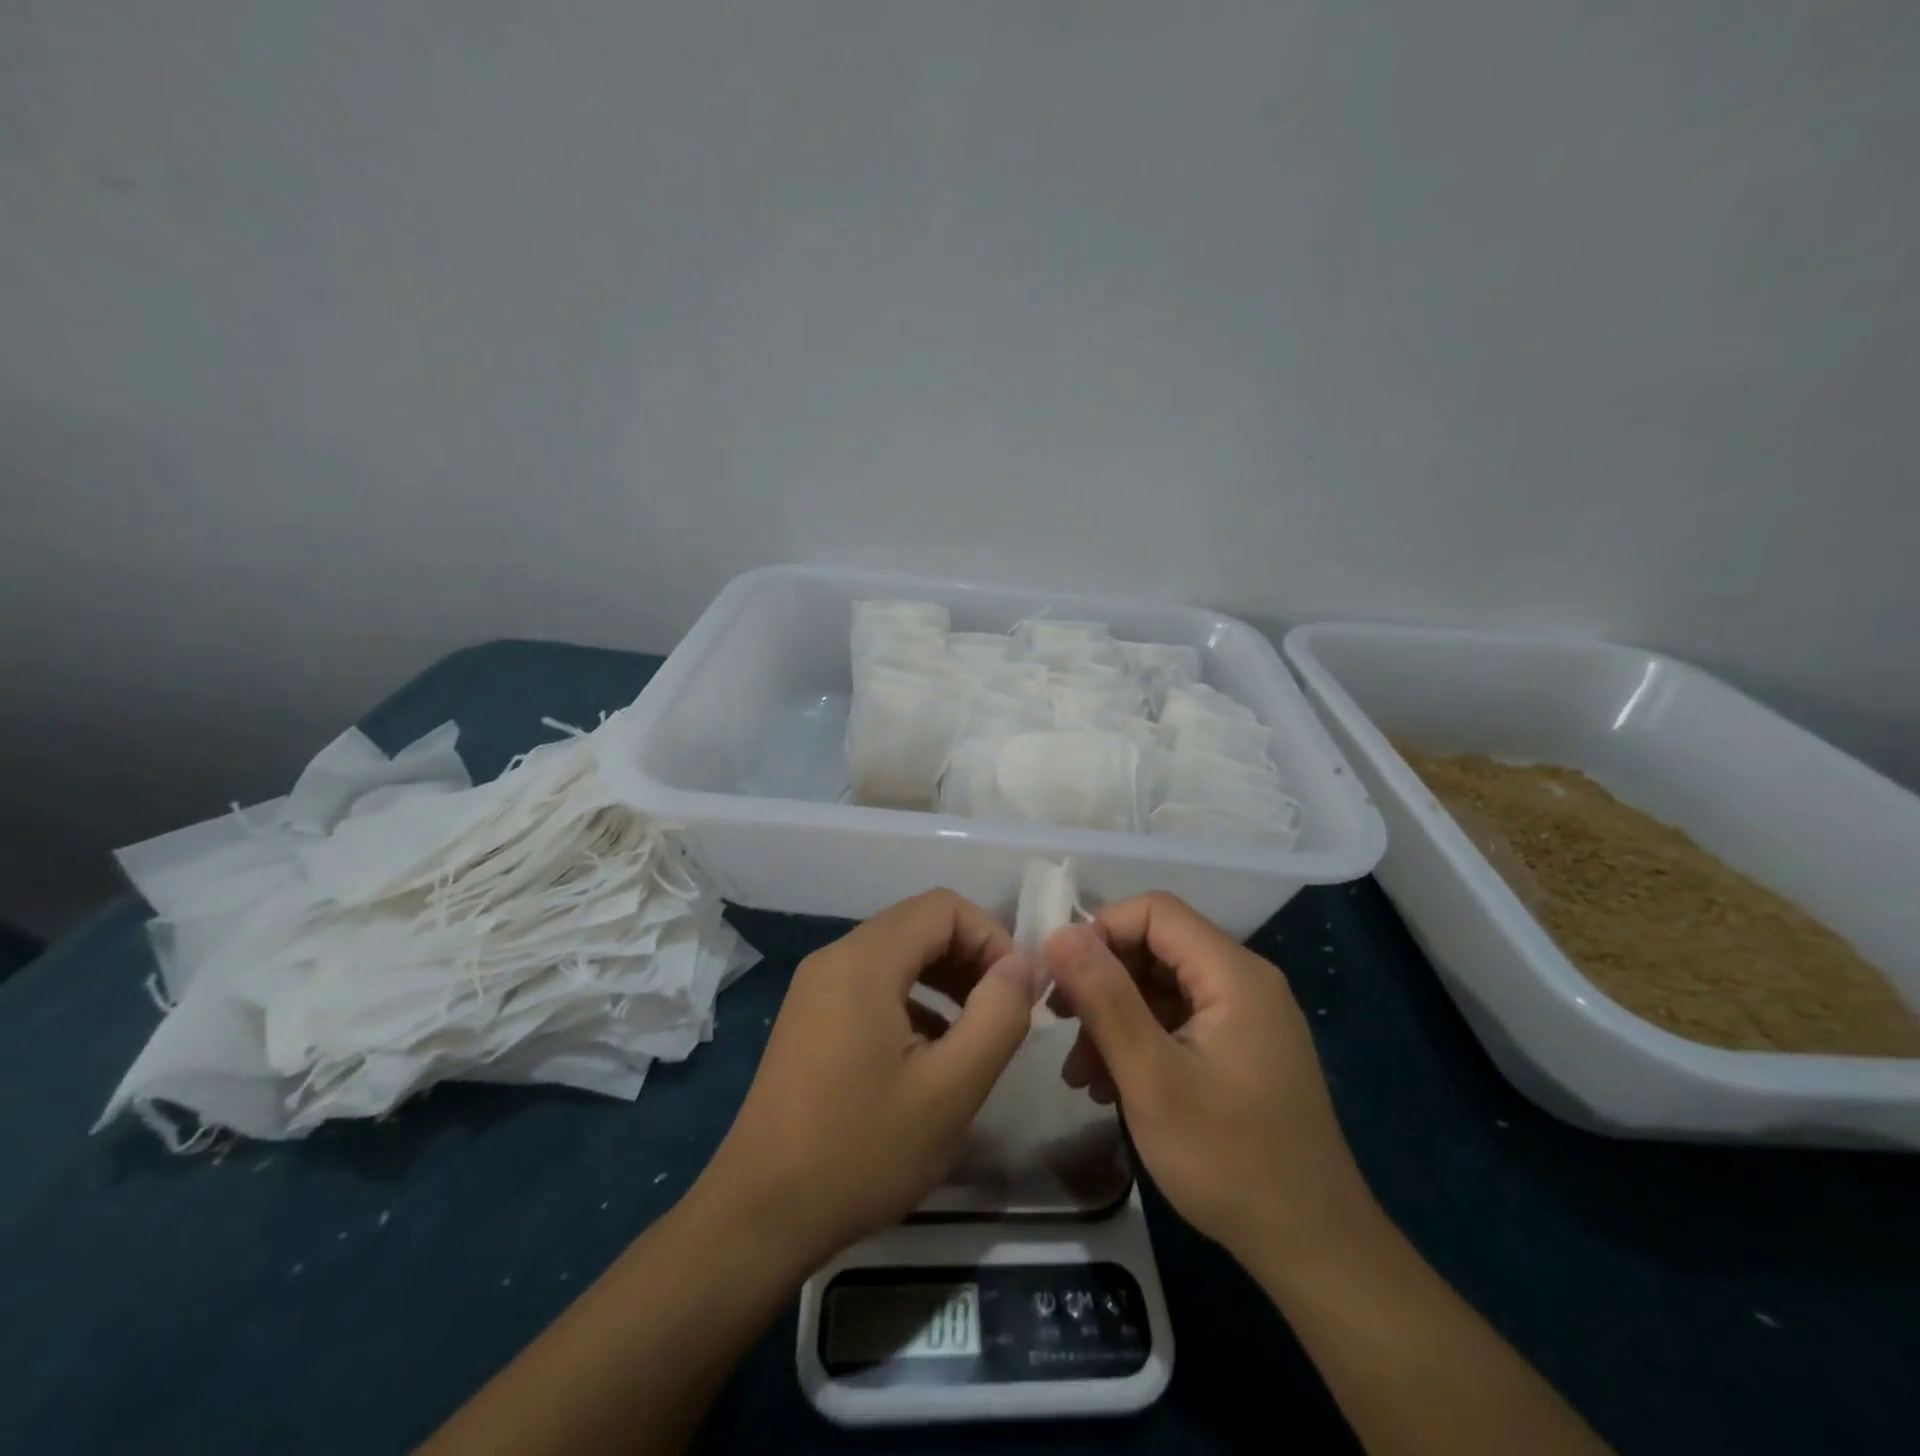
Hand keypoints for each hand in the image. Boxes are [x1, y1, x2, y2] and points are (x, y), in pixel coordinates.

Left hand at [698, 890, 1041, 1266]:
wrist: (759, 1215)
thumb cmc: (860, 1150)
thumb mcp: (950, 1090)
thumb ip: (998, 1016)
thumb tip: (1023, 964)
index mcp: (864, 960)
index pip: (943, 907)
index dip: (991, 937)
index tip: (1016, 992)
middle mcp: (835, 957)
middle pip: (919, 925)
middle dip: (970, 958)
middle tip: (1001, 1014)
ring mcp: (816, 987)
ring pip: (897, 954)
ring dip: (944, 980)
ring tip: (974, 1034)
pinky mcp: (810, 1017)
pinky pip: (873, 984)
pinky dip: (913, 1000)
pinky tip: (930, 1054)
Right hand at [1044, 893, 1372, 1265]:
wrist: (1313, 1248)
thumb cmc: (1229, 1159)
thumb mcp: (1151, 1077)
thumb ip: (1104, 998)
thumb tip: (1059, 933)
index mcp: (1233, 974)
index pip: (1155, 911)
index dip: (1101, 930)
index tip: (1061, 977)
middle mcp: (1243, 981)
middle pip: (1156, 948)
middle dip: (1102, 981)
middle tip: (1060, 1025)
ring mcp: (1244, 1017)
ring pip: (1161, 988)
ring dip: (1114, 1019)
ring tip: (1080, 1074)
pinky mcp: (1240, 1048)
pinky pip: (1178, 1021)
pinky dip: (1140, 1042)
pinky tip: (1110, 1087)